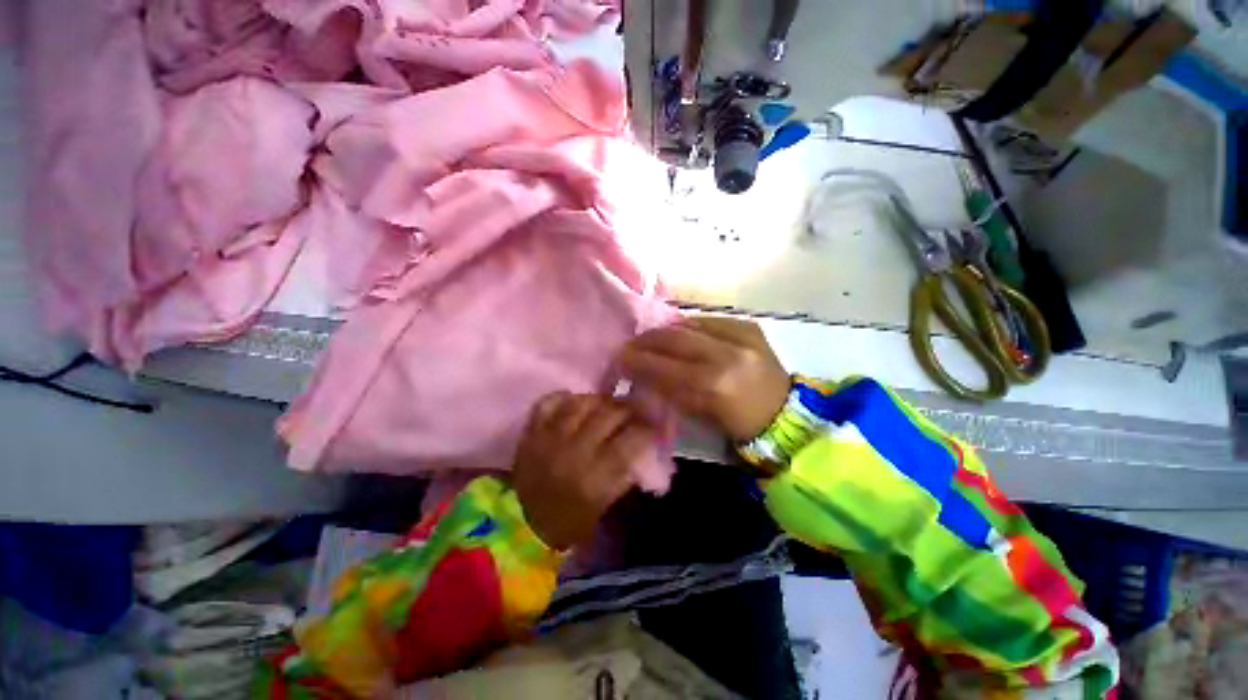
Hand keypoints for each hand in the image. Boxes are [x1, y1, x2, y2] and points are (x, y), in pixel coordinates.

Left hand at [512, 392, 653, 550]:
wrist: (523, 525)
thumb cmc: (571, 521)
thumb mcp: (605, 504)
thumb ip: (625, 472)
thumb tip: (643, 444)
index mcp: (595, 477)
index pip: (631, 439)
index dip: (647, 428)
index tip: (652, 425)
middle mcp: (574, 452)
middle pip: (608, 414)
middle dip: (627, 408)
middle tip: (633, 410)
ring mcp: (549, 438)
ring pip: (581, 402)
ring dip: (599, 400)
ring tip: (606, 404)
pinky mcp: (531, 433)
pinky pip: (548, 402)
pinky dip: (564, 397)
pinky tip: (575, 402)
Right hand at [618, 317, 789, 441]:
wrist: (785, 414)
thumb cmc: (738, 424)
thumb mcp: (699, 414)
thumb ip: (670, 390)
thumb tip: (642, 373)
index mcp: (713, 384)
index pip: (664, 366)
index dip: (638, 360)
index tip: (619, 356)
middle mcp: (726, 354)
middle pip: (674, 339)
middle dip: (647, 339)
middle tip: (630, 343)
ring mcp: (741, 336)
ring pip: (690, 324)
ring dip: (666, 331)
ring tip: (651, 337)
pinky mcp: (750, 327)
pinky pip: (709, 320)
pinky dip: (690, 326)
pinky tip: (680, 332)